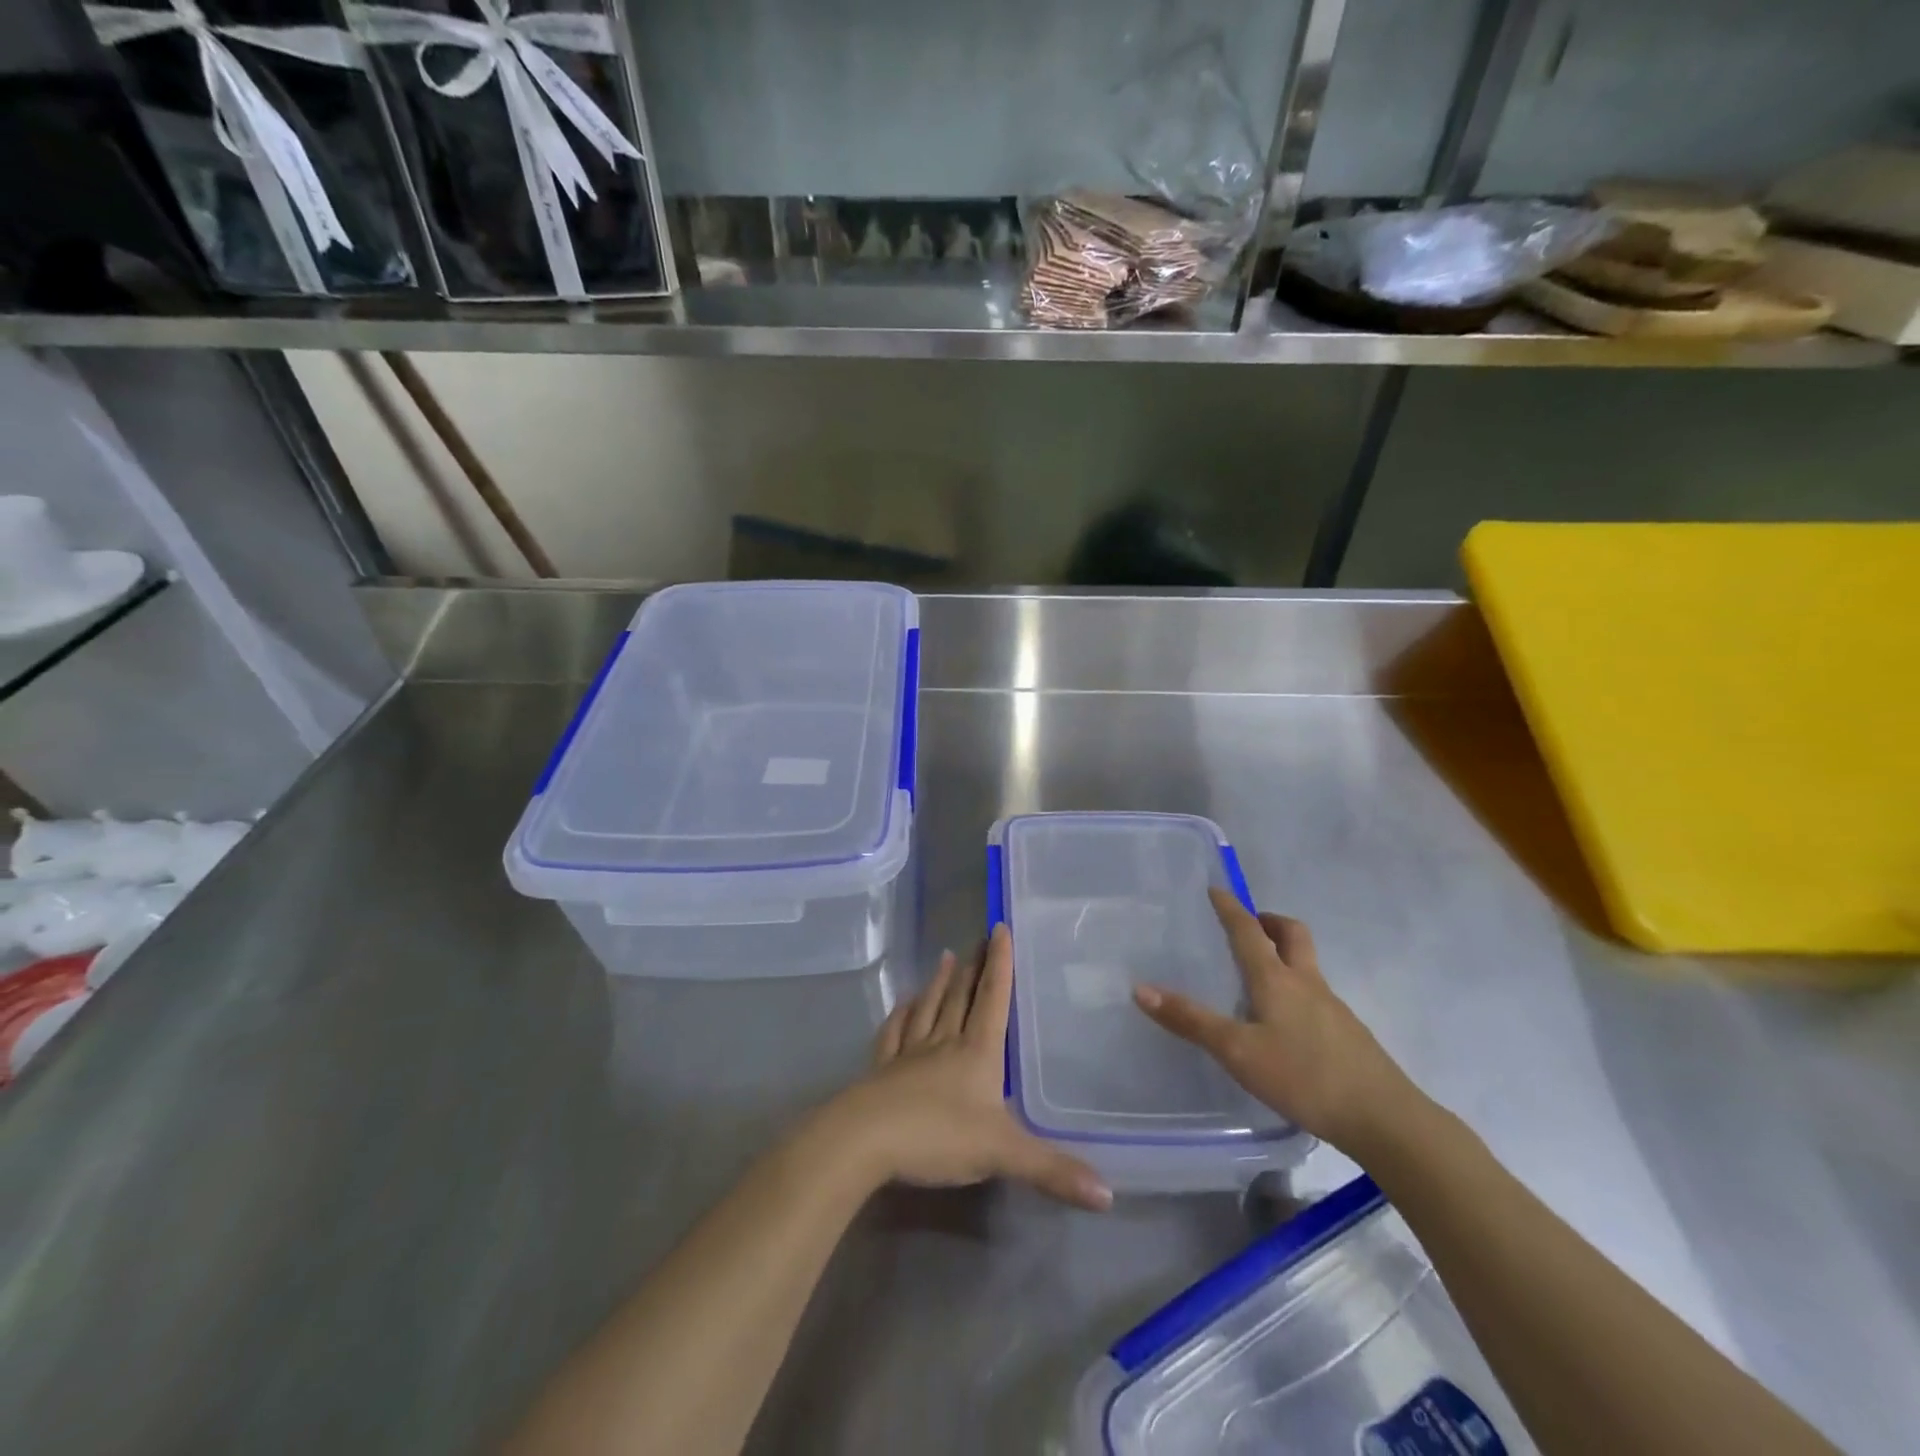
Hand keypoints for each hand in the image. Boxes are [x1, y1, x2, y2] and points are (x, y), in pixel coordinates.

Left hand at [828, 927, 1112, 1211]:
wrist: (865, 1139)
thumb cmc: (937, 1135)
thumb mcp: (1001, 1154)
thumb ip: (1052, 1170)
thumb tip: (1110, 1195)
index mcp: (976, 1052)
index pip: (993, 999)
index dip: (999, 964)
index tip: (1000, 928)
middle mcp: (944, 1042)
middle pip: (961, 996)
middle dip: (974, 966)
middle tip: (979, 938)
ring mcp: (910, 1053)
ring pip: (929, 1008)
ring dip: (940, 983)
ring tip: (946, 957)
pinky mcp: (883, 1069)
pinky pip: (895, 1033)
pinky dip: (902, 1014)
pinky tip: (904, 1004)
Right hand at [1133, 888, 1420, 1154]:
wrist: (1384, 1119)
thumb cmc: (1304, 1076)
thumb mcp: (1237, 1051)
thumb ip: (1191, 1021)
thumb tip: (1141, 988)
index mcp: (1277, 979)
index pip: (1249, 931)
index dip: (1231, 909)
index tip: (1217, 889)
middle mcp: (1307, 983)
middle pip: (1293, 935)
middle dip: (1270, 922)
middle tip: (1249, 925)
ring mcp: (1333, 1008)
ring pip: (1307, 966)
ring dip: (1284, 955)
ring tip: (1257, 977)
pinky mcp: (1348, 1034)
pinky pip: (1316, 996)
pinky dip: (1296, 990)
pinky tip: (1284, 1024)